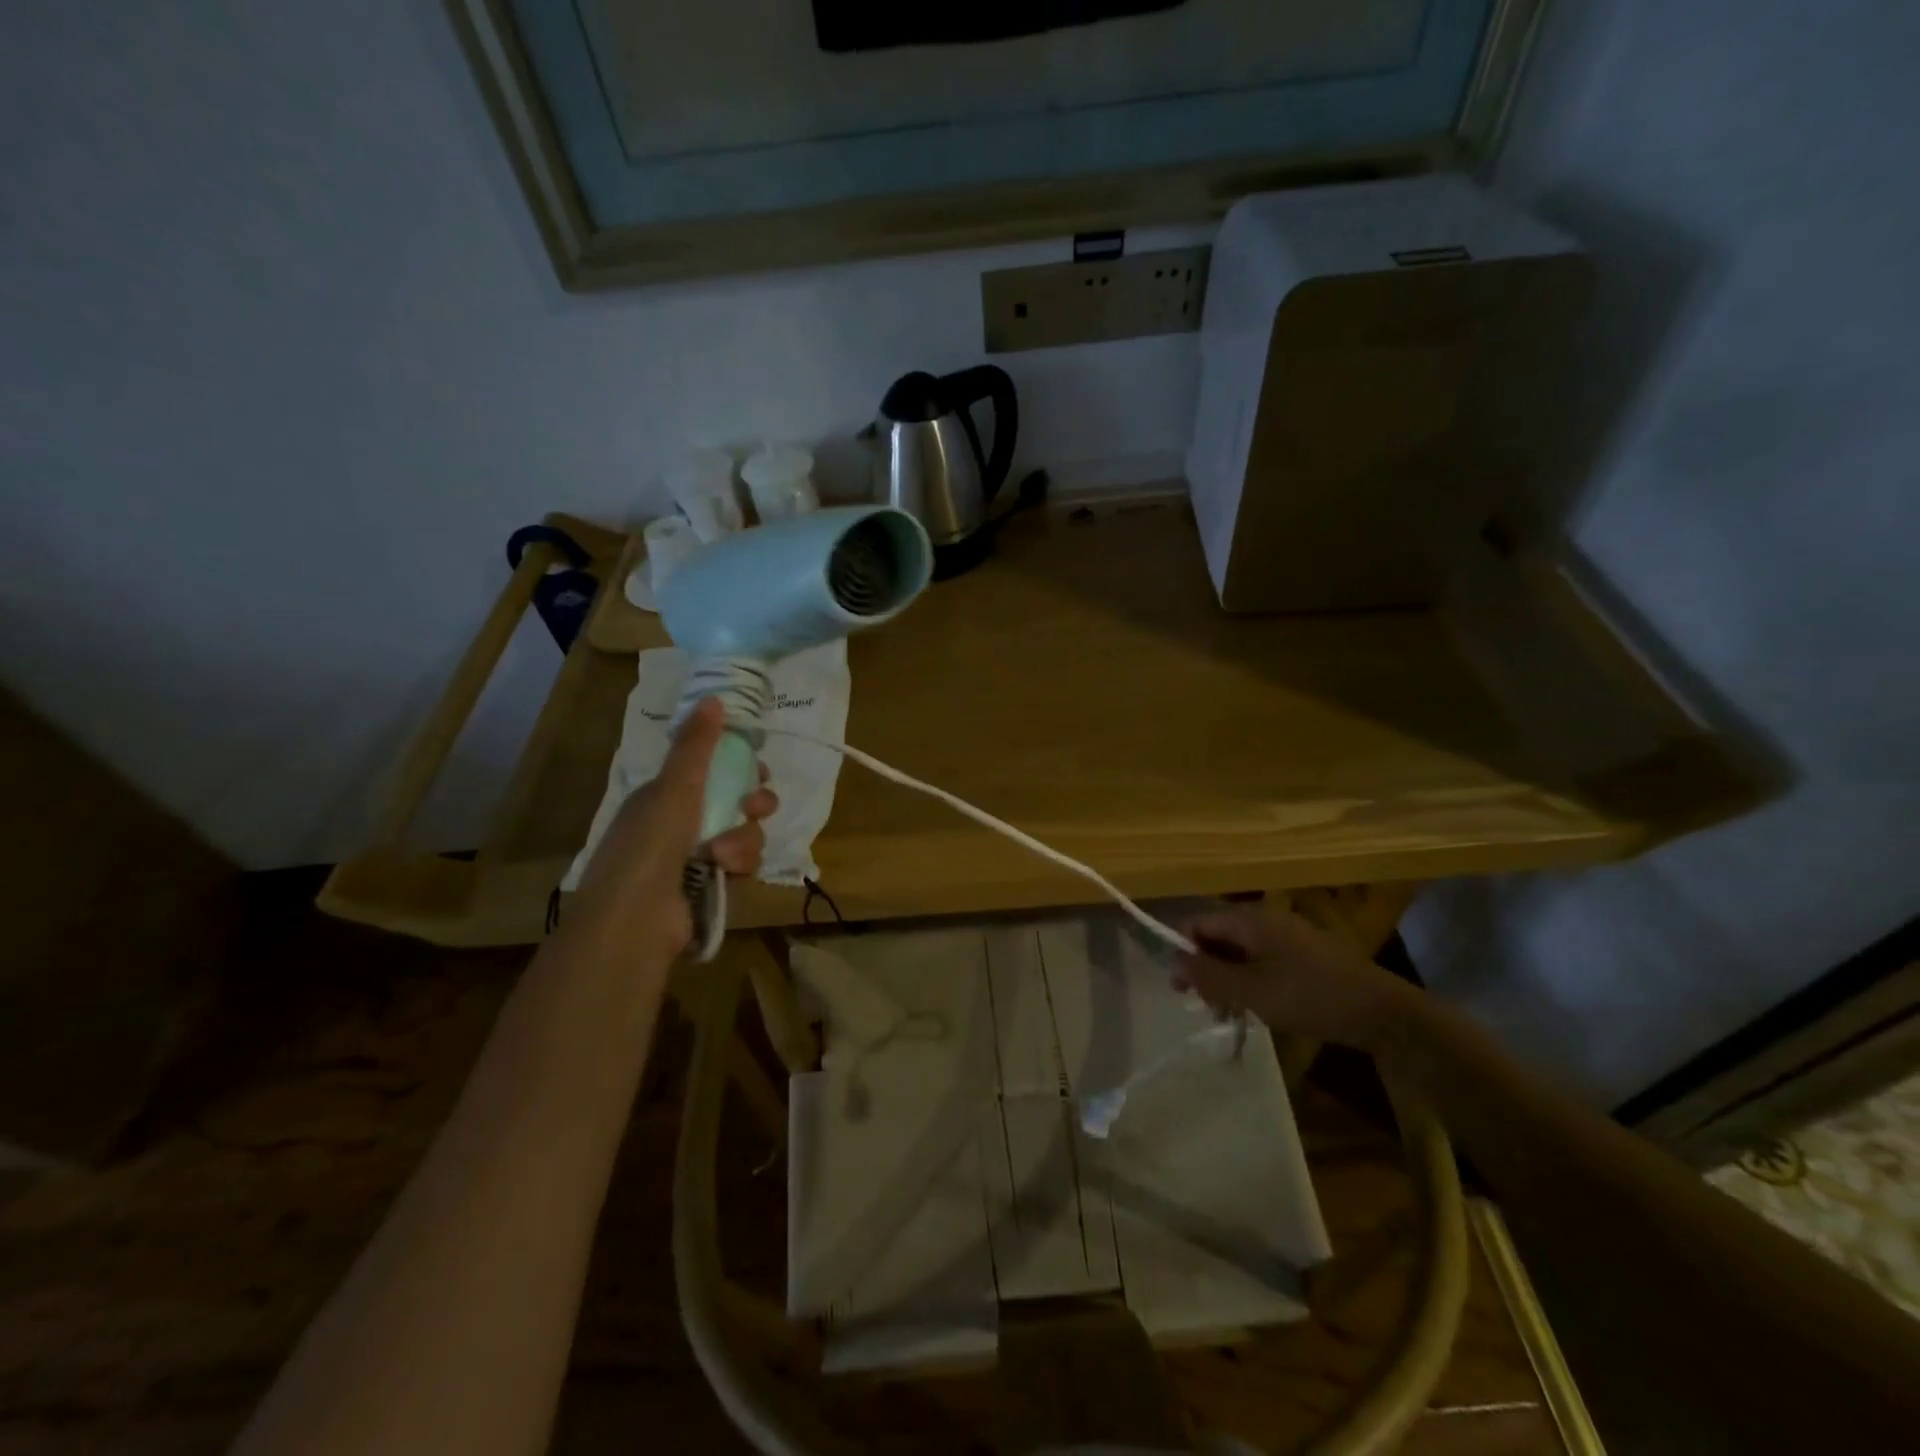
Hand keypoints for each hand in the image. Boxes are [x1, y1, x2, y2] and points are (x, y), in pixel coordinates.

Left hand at [571, 698, 777, 955]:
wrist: (635, 919)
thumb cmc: (650, 845)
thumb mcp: (674, 787)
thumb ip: (697, 745)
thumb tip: (713, 697)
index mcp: (666, 796)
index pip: (712, 771)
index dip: (739, 767)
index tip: (757, 770)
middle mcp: (680, 824)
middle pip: (735, 802)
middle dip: (752, 803)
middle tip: (755, 807)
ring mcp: (695, 858)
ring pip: (744, 835)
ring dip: (743, 841)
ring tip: (724, 855)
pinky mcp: (711, 888)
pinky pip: (742, 866)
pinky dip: (739, 867)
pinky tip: (727, 874)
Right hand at [1172, 905, 1420, 1053]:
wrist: (1382, 1011)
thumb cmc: (1309, 996)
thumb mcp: (1250, 990)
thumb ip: (1207, 975)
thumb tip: (1172, 961)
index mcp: (1248, 919)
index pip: (1196, 923)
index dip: (1181, 952)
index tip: (1181, 989)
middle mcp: (1264, 919)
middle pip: (1216, 937)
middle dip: (1205, 970)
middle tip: (1208, 1007)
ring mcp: (1286, 935)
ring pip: (1238, 952)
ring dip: (1227, 980)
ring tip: (1232, 1014)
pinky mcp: (1302, 954)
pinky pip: (1261, 961)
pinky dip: (1250, 982)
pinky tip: (1257, 1008)